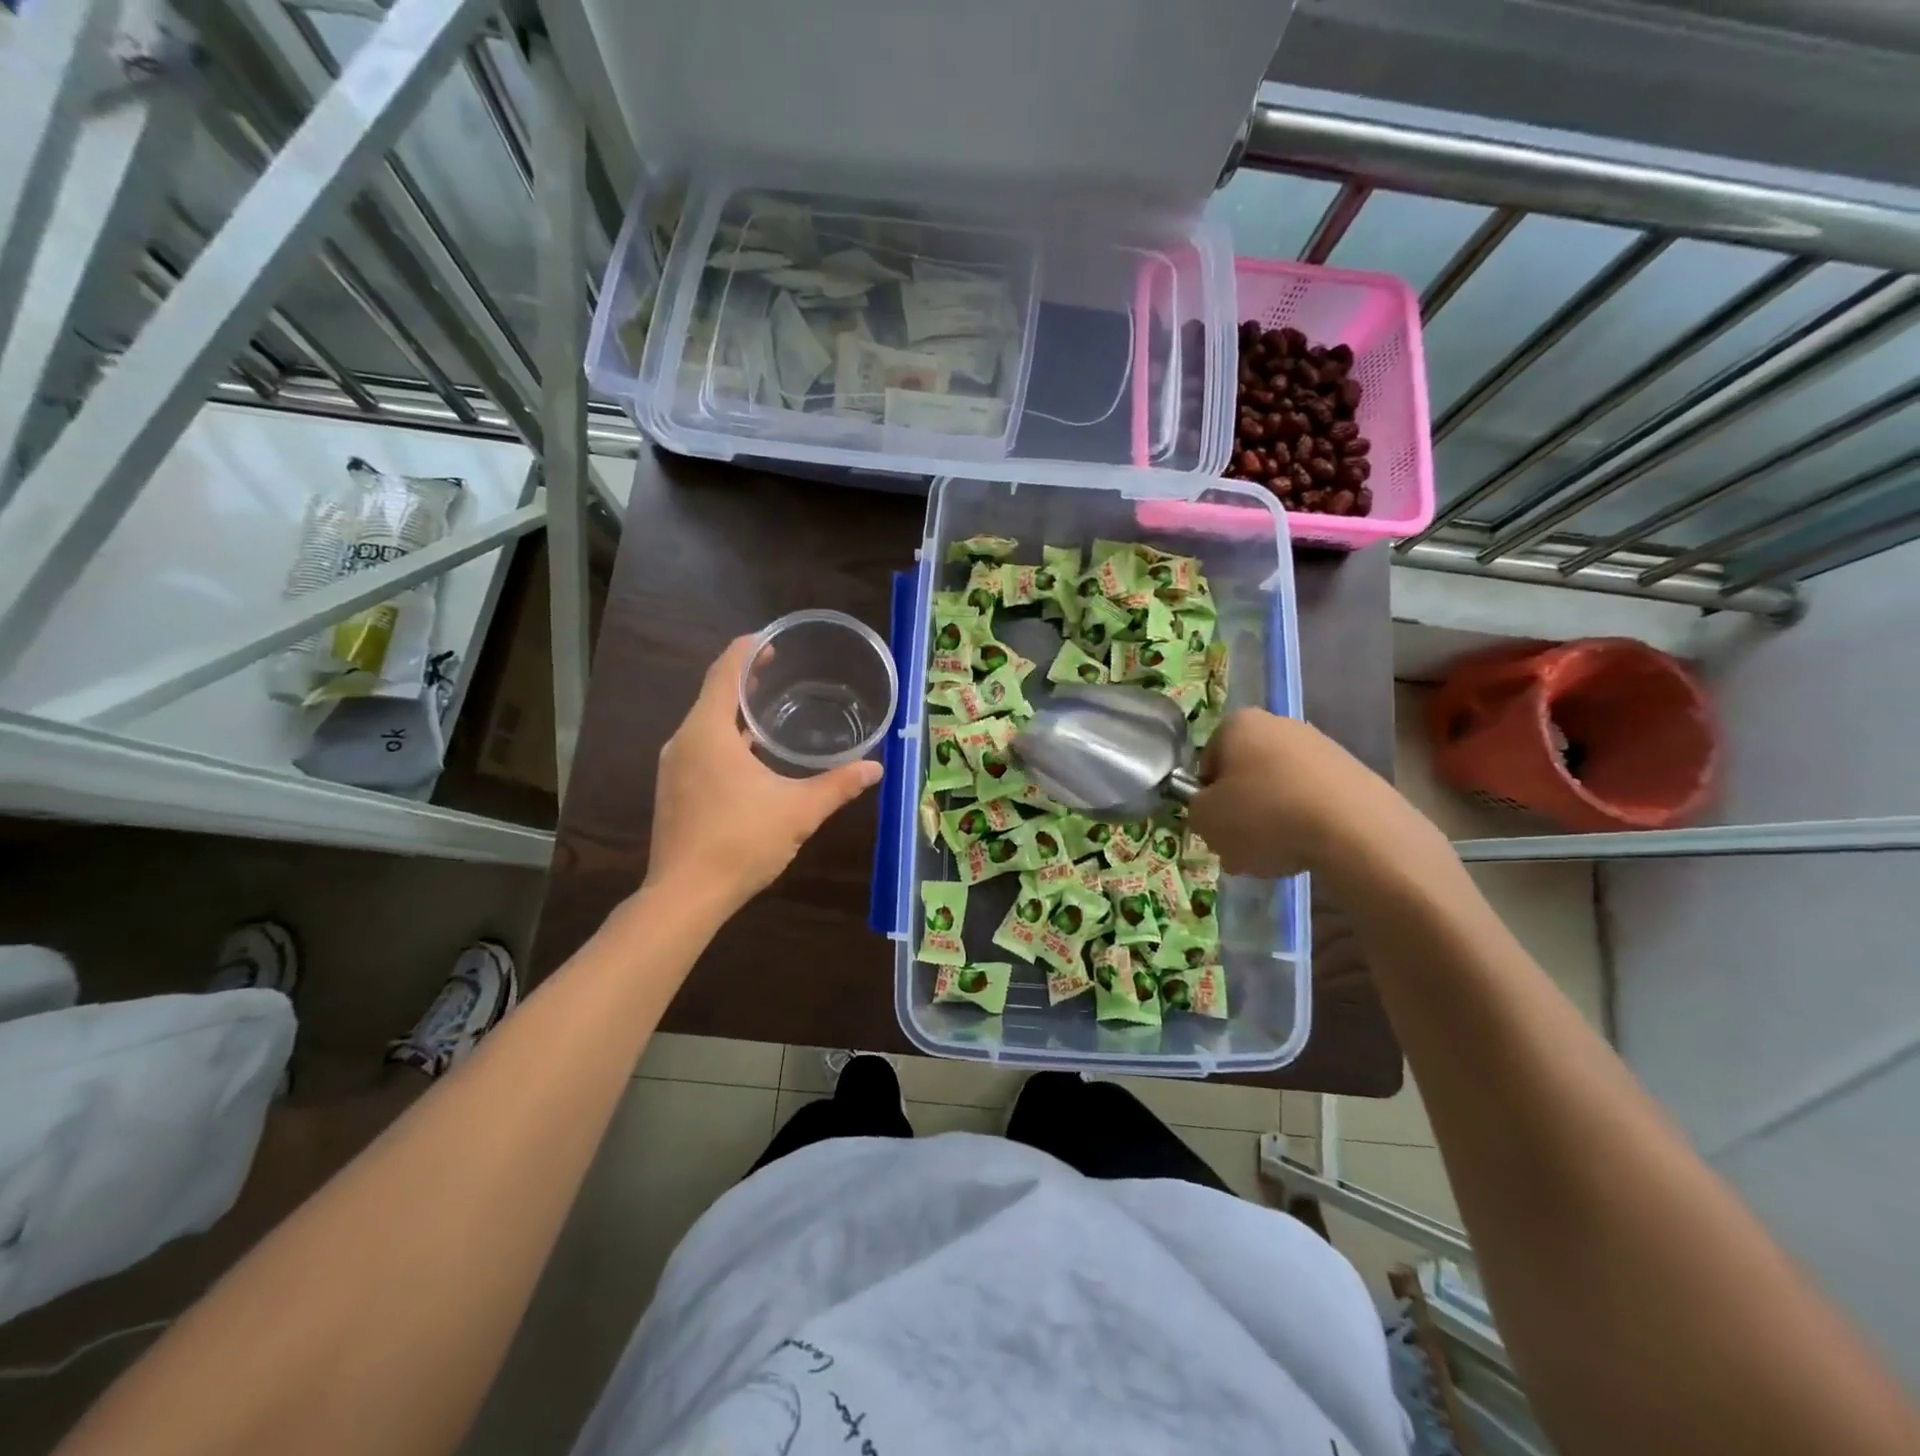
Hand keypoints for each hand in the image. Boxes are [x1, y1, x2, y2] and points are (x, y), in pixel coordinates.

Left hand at [647, 636, 882, 914]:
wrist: (685, 896)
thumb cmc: (741, 842)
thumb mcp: (798, 811)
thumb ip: (838, 785)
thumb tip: (875, 768)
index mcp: (708, 732)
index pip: (725, 672)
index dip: (748, 650)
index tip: (773, 640)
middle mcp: (683, 741)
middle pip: (713, 694)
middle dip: (745, 679)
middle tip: (779, 669)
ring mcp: (673, 767)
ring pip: (705, 723)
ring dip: (734, 710)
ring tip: (768, 707)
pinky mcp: (673, 790)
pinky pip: (700, 747)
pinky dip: (725, 738)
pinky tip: (751, 755)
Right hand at [1190, 709, 1431, 879]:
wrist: (1353, 829)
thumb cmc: (1264, 815)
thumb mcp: (1205, 820)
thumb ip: (1196, 810)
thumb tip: (1211, 810)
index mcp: (1238, 724)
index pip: (1207, 763)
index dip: (1206, 800)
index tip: (1216, 828)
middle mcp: (1278, 724)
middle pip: (1245, 776)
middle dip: (1240, 812)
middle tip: (1241, 847)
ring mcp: (1320, 747)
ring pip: (1278, 790)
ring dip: (1271, 821)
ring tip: (1277, 855)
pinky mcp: (1352, 773)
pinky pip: (1312, 801)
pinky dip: (1305, 824)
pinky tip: (1308, 849)